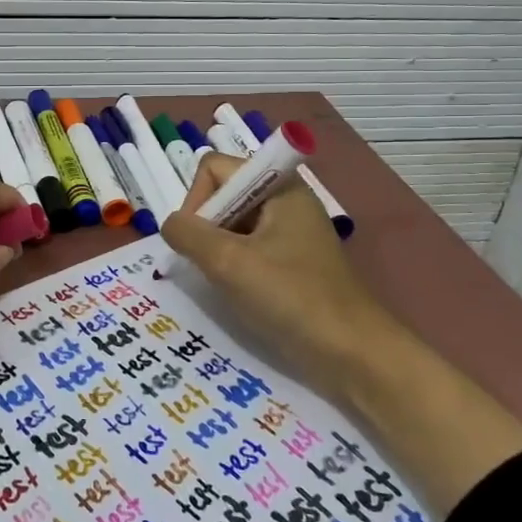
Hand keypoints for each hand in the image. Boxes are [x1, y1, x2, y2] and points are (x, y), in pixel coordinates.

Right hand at [162, 151, 521, 514]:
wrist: (353, 353)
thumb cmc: (291, 297)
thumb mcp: (229, 262)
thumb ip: (189, 234)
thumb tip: (169, 225)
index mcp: (279, 187)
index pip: (216, 168)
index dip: (196, 198)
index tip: (196, 240)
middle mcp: (286, 201)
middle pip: (225, 194)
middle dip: (205, 227)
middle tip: (205, 264)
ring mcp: (291, 233)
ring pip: (234, 225)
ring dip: (217, 250)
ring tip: (219, 282)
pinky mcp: (292, 263)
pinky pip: (249, 249)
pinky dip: (234, 266)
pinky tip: (235, 293)